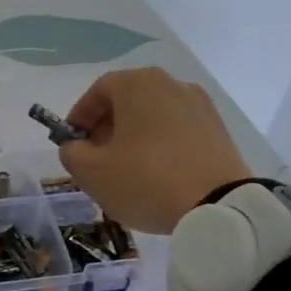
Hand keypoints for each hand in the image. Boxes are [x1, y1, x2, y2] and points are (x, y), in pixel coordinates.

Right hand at [58, 68, 252, 232]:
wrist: (219, 207)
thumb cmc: (146, 180)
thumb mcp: (91, 172)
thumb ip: (71, 153)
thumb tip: (76, 146)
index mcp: (138, 84)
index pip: (99, 91)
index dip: (80, 116)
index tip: (73, 141)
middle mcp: (171, 84)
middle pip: (128, 100)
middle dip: (107, 127)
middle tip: (97, 157)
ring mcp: (200, 105)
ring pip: (154, 115)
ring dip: (135, 136)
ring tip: (128, 169)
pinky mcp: (219, 129)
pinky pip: (178, 130)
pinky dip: (162, 144)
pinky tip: (158, 174)